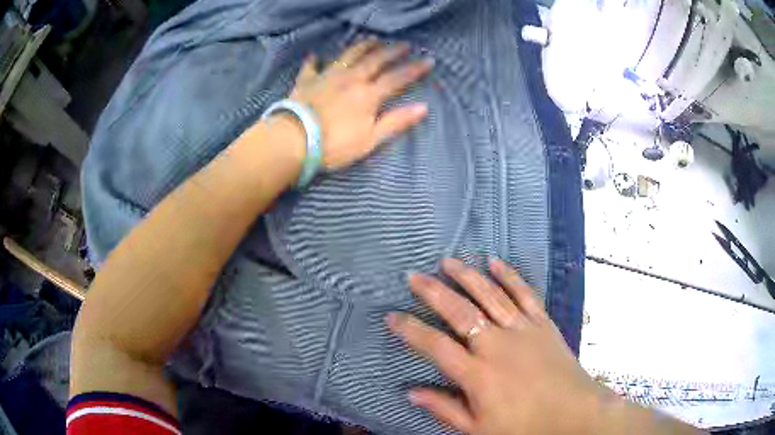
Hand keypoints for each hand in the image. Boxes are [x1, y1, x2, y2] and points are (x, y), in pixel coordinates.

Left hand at [288, 40, 432, 169]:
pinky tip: (315, 55)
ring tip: (372, 40)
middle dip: (392, 51)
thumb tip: (423, 107)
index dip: (414, 69)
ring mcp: (327, 76)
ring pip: (348, 55)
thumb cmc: (334, 145)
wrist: (294, 140)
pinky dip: (314, 60)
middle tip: (404, 44)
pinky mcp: (306, 81)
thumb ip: (396, 122)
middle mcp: (351, 78)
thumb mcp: (370, 139)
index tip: (428, 60)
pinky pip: (311, 66)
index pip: (397, 77)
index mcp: (369, 94)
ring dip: (362, 46)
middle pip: (375, 60)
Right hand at [386, 258, 610, 434]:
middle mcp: (496, 345)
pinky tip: (495, 262)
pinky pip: (524, 293)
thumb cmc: (525, 426)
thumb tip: (411, 392)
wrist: (574, 413)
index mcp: (477, 374)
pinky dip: (509, 276)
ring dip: (467, 277)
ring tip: (448, 262)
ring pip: (490, 295)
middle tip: (414, 276)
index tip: (391, 316)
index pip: (435, 346)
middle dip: (433, 292)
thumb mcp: (479, 428)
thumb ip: (445, 408)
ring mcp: (522, 330)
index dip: (410, 330)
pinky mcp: (542, 323)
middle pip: (460, 312)